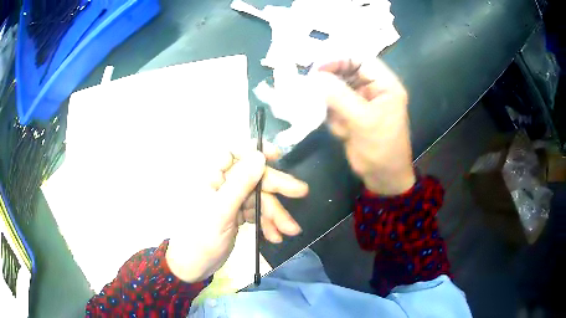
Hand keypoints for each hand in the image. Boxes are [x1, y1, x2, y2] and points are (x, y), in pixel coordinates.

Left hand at [165, 143, 308, 282]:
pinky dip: (268, 223)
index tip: (276, 156)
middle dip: (276, 187)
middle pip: (253, 177)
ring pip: (259, 197)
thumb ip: (240, 184)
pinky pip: (257, 212)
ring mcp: (231, 200)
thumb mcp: (221, 211)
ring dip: (275, 213)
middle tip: (301, 192)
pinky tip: (275, 236)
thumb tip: (259, 156)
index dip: (255, 151)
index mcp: (211, 177)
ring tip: (290, 230)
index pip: (233, 153)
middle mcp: (222, 184)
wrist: (194, 267)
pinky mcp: (238, 214)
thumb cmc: (200, 238)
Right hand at [312, 58, 414, 194]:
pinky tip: (342, 131)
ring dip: (330, 102)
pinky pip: (334, 105)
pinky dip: (331, 115)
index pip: (361, 59)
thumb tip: (315, 76)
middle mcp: (372, 88)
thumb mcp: (363, 120)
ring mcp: (360, 101)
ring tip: (336, 120)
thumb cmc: (381, 148)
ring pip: (337, 88)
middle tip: (312, 88)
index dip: (339, 58)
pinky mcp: (350, 114)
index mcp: (385, 84)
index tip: (317, 67)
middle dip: (331, 81)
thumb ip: (340, 96)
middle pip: (346, 71)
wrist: (383, 177)